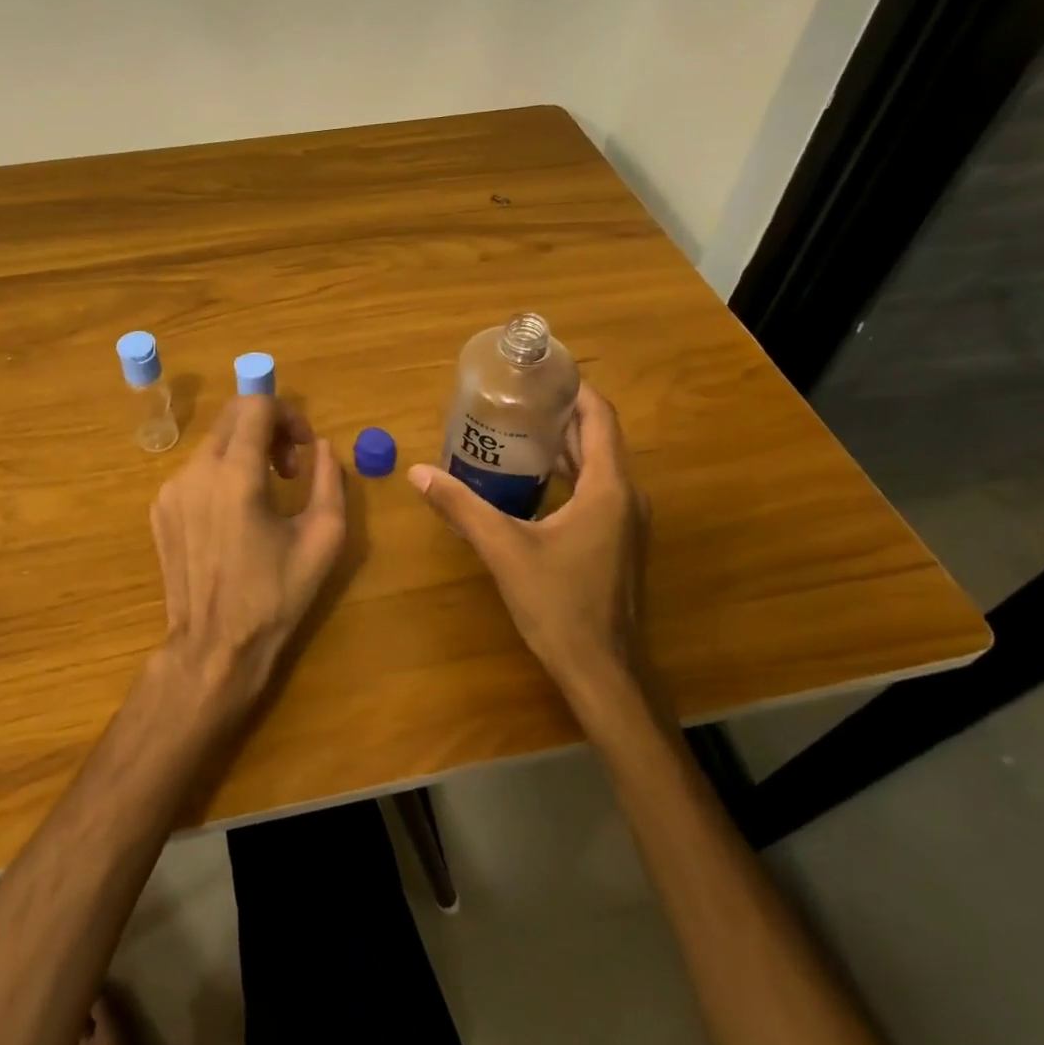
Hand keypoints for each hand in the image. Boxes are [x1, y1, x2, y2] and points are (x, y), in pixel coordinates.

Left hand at [148, 395, 347, 713]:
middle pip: (232, 417)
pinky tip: (235, 515)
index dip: (289, 415)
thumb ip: (329, 480)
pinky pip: (195, 471)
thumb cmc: (275, 595)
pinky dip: (222, 474)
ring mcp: (171, 490)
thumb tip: (320, 447)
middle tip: (288, 468)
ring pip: (214, 443)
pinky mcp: (160, 509)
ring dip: (245, 451)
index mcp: (236, 475)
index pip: (257, 406)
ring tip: (265, 495)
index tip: (304, 448)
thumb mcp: (323, 538)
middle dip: (267, 428)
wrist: (214, 646)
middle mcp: (196, 471)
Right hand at [407, 382, 653, 704]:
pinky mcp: (617, 542)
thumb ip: (462, 506)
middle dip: (561, 414)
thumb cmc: (559, 606)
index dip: (574, 389)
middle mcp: (626, 498)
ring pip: (597, 466)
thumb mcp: (504, 550)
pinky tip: (531, 480)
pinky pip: (596, 491)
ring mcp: (625, 522)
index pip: (600, 418)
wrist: (602, 672)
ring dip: (564, 445)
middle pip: (598, 438)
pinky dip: (568, 474)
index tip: (539, 372)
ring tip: (517, 429)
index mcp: (608, 489)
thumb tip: (418, 472)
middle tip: (515, 398)